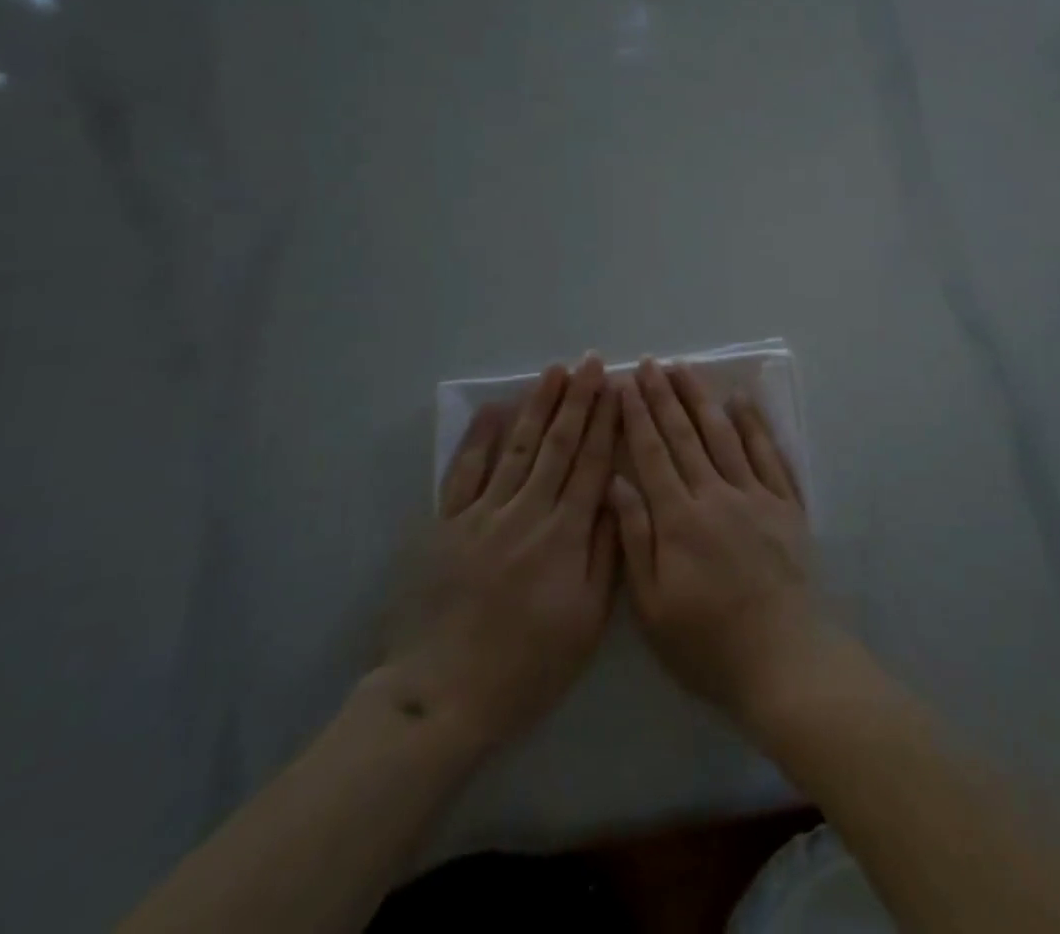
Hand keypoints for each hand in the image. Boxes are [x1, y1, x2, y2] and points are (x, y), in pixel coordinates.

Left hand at [378, 354, 619, 756]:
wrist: (441, 698)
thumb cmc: (526, 667)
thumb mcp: (585, 622)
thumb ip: (605, 553)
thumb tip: (618, 495)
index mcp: (564, 535)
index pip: (593, 464)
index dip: (608, 423)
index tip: (619, 388)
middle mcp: (526, 512)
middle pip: (558, 445)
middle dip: (578, 399)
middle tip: (591, 361)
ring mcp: (482, 515)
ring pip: (516, 447)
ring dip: (537, 406)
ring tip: (554, 371)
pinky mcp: (445, 526)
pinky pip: (464, 472)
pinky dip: (479, 438)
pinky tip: (494, 409)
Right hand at [610, 359, 837, 728]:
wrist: (783, 659)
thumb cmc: (708, 643)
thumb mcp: (654, 606)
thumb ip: (636, 540)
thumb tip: (616, 483)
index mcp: (680, 519)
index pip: (653, 454)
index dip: (637, 416)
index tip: (626, 384)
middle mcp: (717, 494)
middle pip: (686, 435)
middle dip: (665, 396)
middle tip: (650, 363)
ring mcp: (756, 495)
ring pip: (725, 434)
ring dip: (703, 399)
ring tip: (685, 369)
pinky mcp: (786, 504)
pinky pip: (769, 453)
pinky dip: (755, 424)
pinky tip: (742, 401)